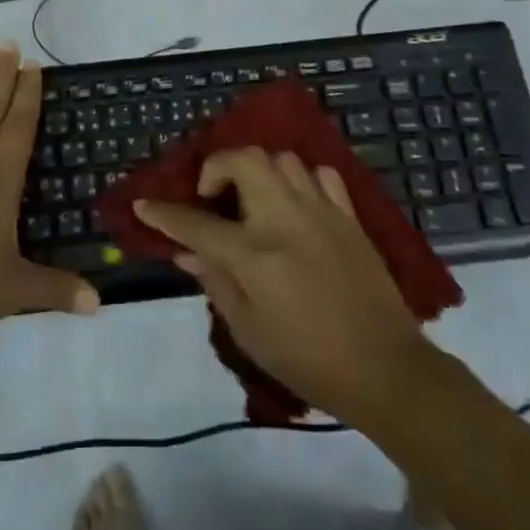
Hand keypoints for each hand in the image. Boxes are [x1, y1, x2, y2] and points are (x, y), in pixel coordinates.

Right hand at [133, 147, 431, 425]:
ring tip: (255, 200)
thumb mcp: (249, 331)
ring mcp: (321, 211)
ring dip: (259, 171)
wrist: (385, 369)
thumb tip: (186, 252)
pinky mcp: (349, 216)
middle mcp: (285, 219)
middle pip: (245, 160)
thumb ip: (215, 282)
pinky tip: (297, 204)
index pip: (196, 223)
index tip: (144, 204)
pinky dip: (301, 180)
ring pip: (282, 159)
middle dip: (217, 167)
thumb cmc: (308, 360)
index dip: (163, 213)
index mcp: (254, 254)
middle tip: (213, 196)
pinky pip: (321, 175)